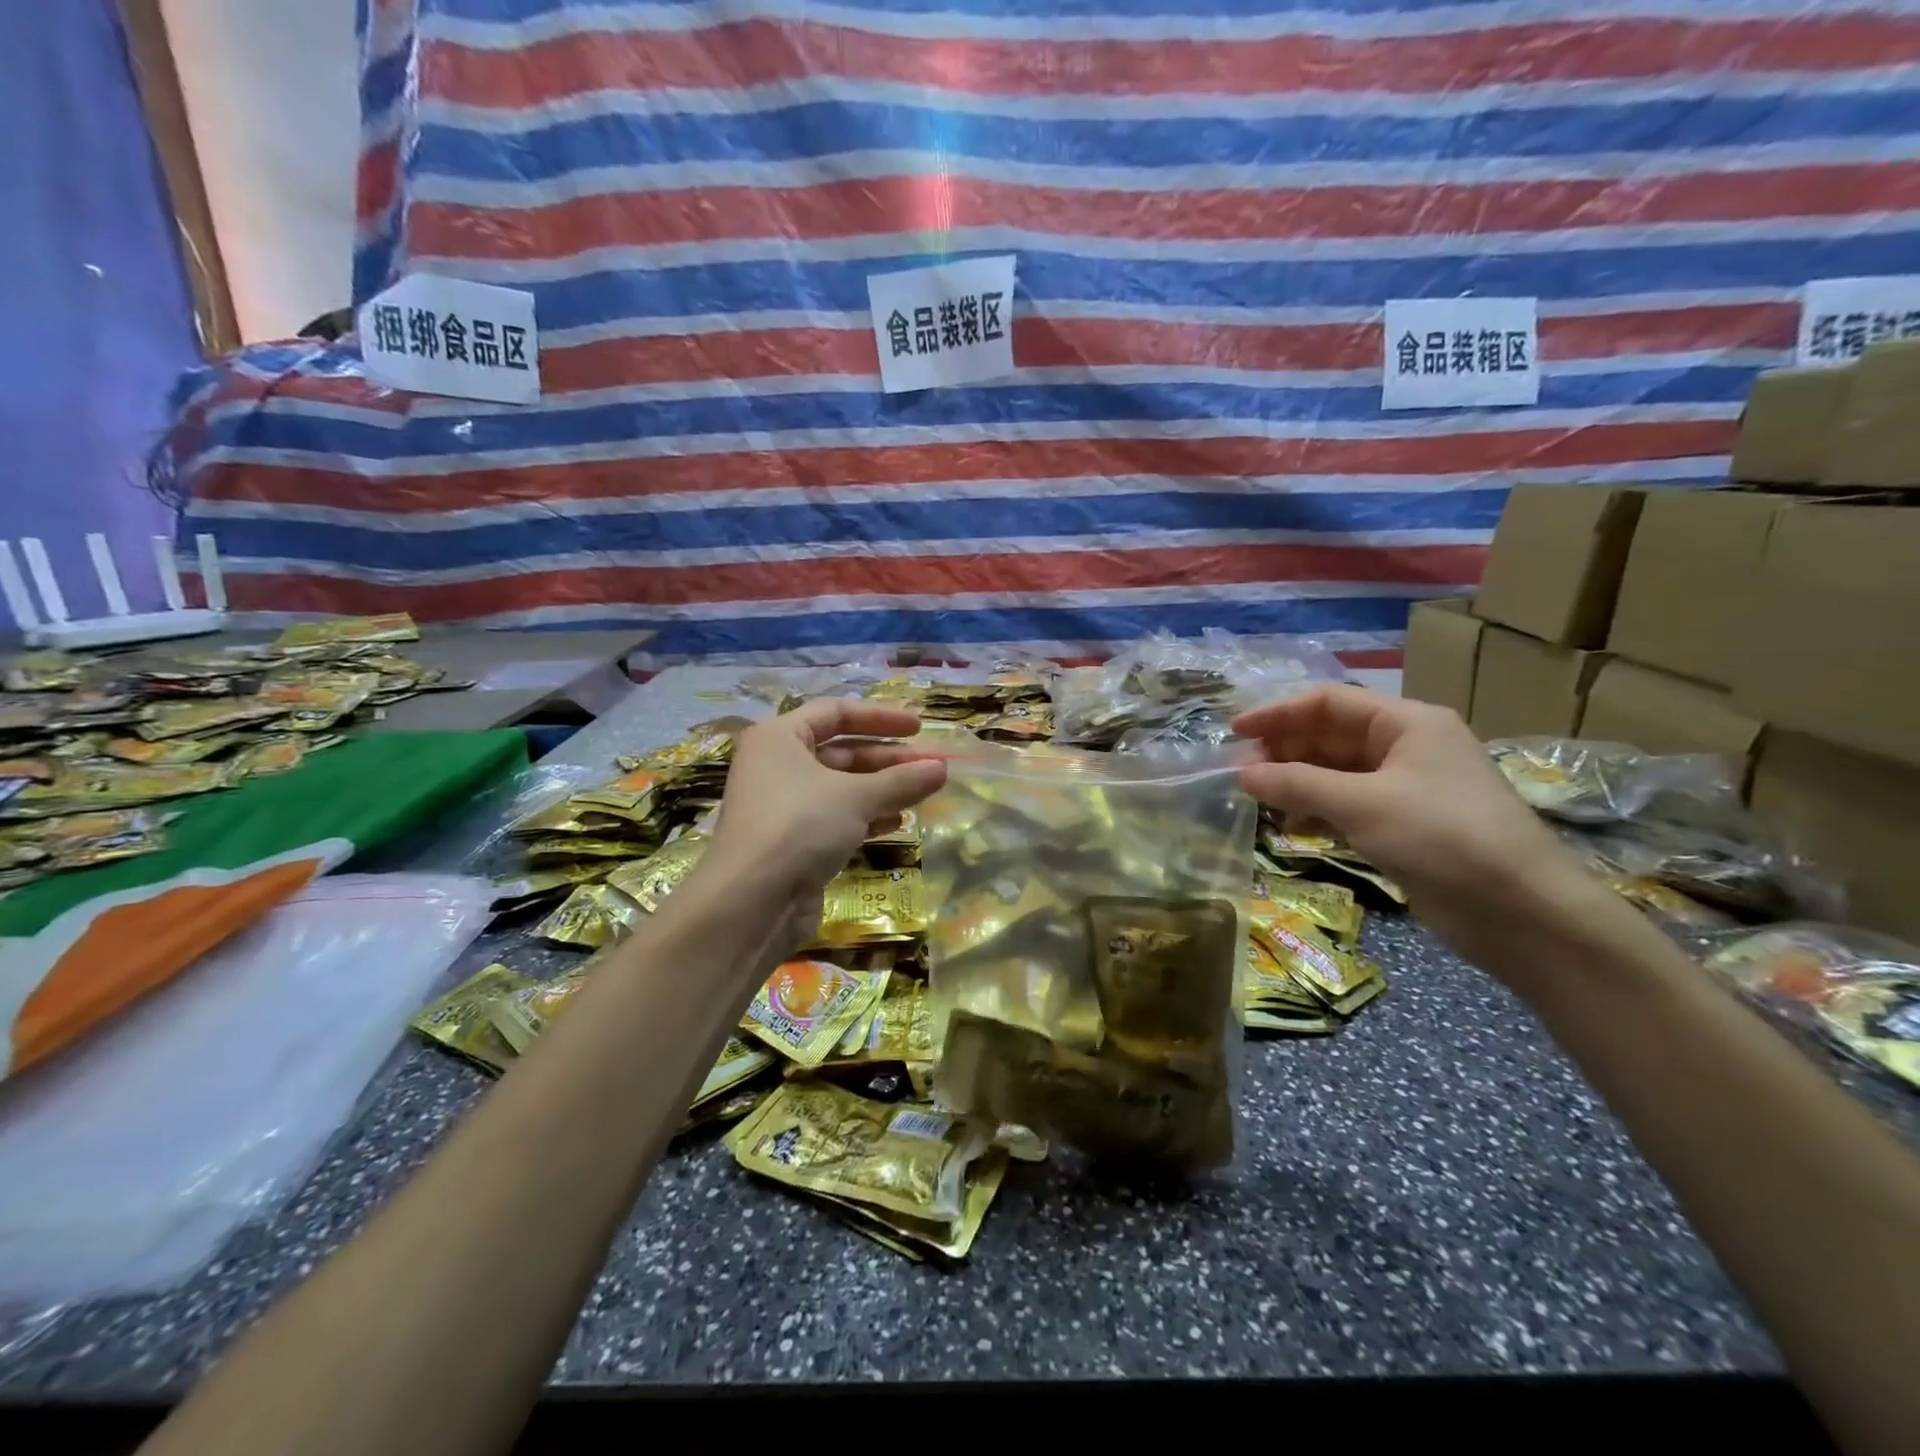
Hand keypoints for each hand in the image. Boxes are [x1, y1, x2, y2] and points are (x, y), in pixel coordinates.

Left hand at [704, 699, 947, 949]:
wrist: (751, 902)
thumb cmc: (799, 826)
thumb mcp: (856, 797)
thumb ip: (902, 780)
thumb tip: (943, 768)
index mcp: (779, 738)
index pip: (835, 712)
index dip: (880, 717)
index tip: (919, 728)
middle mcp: (777, 765)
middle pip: (842, 751)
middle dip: (889, 759)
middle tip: (933, 766)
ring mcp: (784, 806)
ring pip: (842, 787)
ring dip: (883, 789)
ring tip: (924, 793)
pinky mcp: (793, 841)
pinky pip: (836, 817)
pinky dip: (866, 816)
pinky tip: (897, 822)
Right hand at [1232, 686, 1619, 978]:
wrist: (1522, 912)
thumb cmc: (1443, 837)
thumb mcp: (1362, 804)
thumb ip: (1296, 784)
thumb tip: (1241, 773)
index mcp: (1407, 723)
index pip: (1329, 702)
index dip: (1278, 713)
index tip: (1235, 731)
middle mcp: (1407, 747)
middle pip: (1331, 735)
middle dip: (1285, 750)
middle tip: (1243, 773)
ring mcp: (1407, 787)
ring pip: (1337, 772)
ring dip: (1298, 781)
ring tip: (1260, 799)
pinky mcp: (1404, 825)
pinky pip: (1349, 804)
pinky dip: (1318, 809)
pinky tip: (1293, 824)